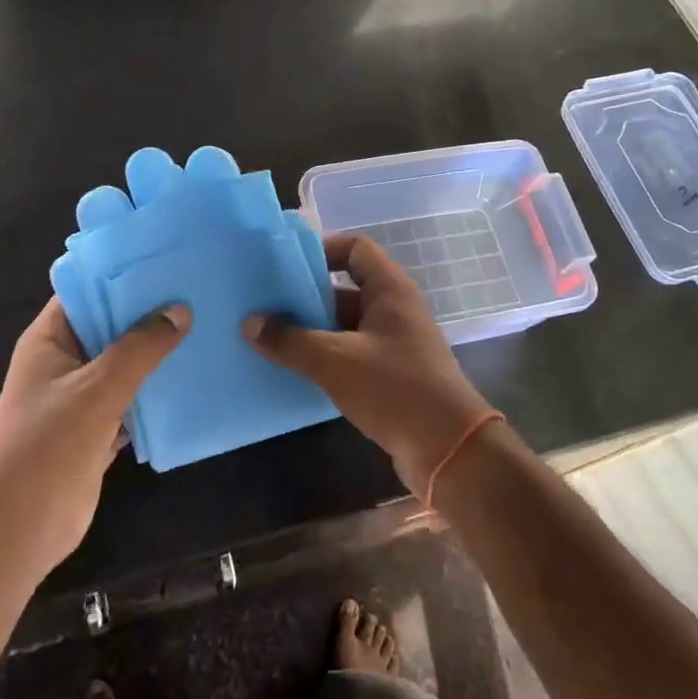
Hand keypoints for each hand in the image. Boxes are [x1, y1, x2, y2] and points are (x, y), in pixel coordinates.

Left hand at [0, 298, 189, 574]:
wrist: (23, 531)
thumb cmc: (49, 448)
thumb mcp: (98, 389)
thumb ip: (140, 348)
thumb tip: (180, 310)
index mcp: (48, 341)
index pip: (85, 292)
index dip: (121, 276)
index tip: (165, 261)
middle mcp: (62, 361)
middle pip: (109, 326)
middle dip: (148, 313)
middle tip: (196, 290)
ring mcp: (80, 396)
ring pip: (124, 363)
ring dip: (156, 352)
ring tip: (203, 326)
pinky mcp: (97, 427)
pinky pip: (132, 397)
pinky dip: (156, 390)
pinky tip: (192, 376)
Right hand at [245, 234, 492, 496]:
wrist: (448, 450)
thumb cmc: (394, 388)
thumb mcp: (335, 361)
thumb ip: (290, 341)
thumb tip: (249, 323)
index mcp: (390, 289)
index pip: (354, 248)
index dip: (321, 250)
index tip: (285, 266)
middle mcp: (394, 309)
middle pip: (345, 287)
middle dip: (306, 295)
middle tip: (265, 303)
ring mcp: (394, 343)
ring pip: (345, 324)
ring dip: (312, 329)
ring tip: (270, 336)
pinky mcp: (390, 374)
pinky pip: (350, 352)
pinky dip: (325, 356)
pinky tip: (294, 368)